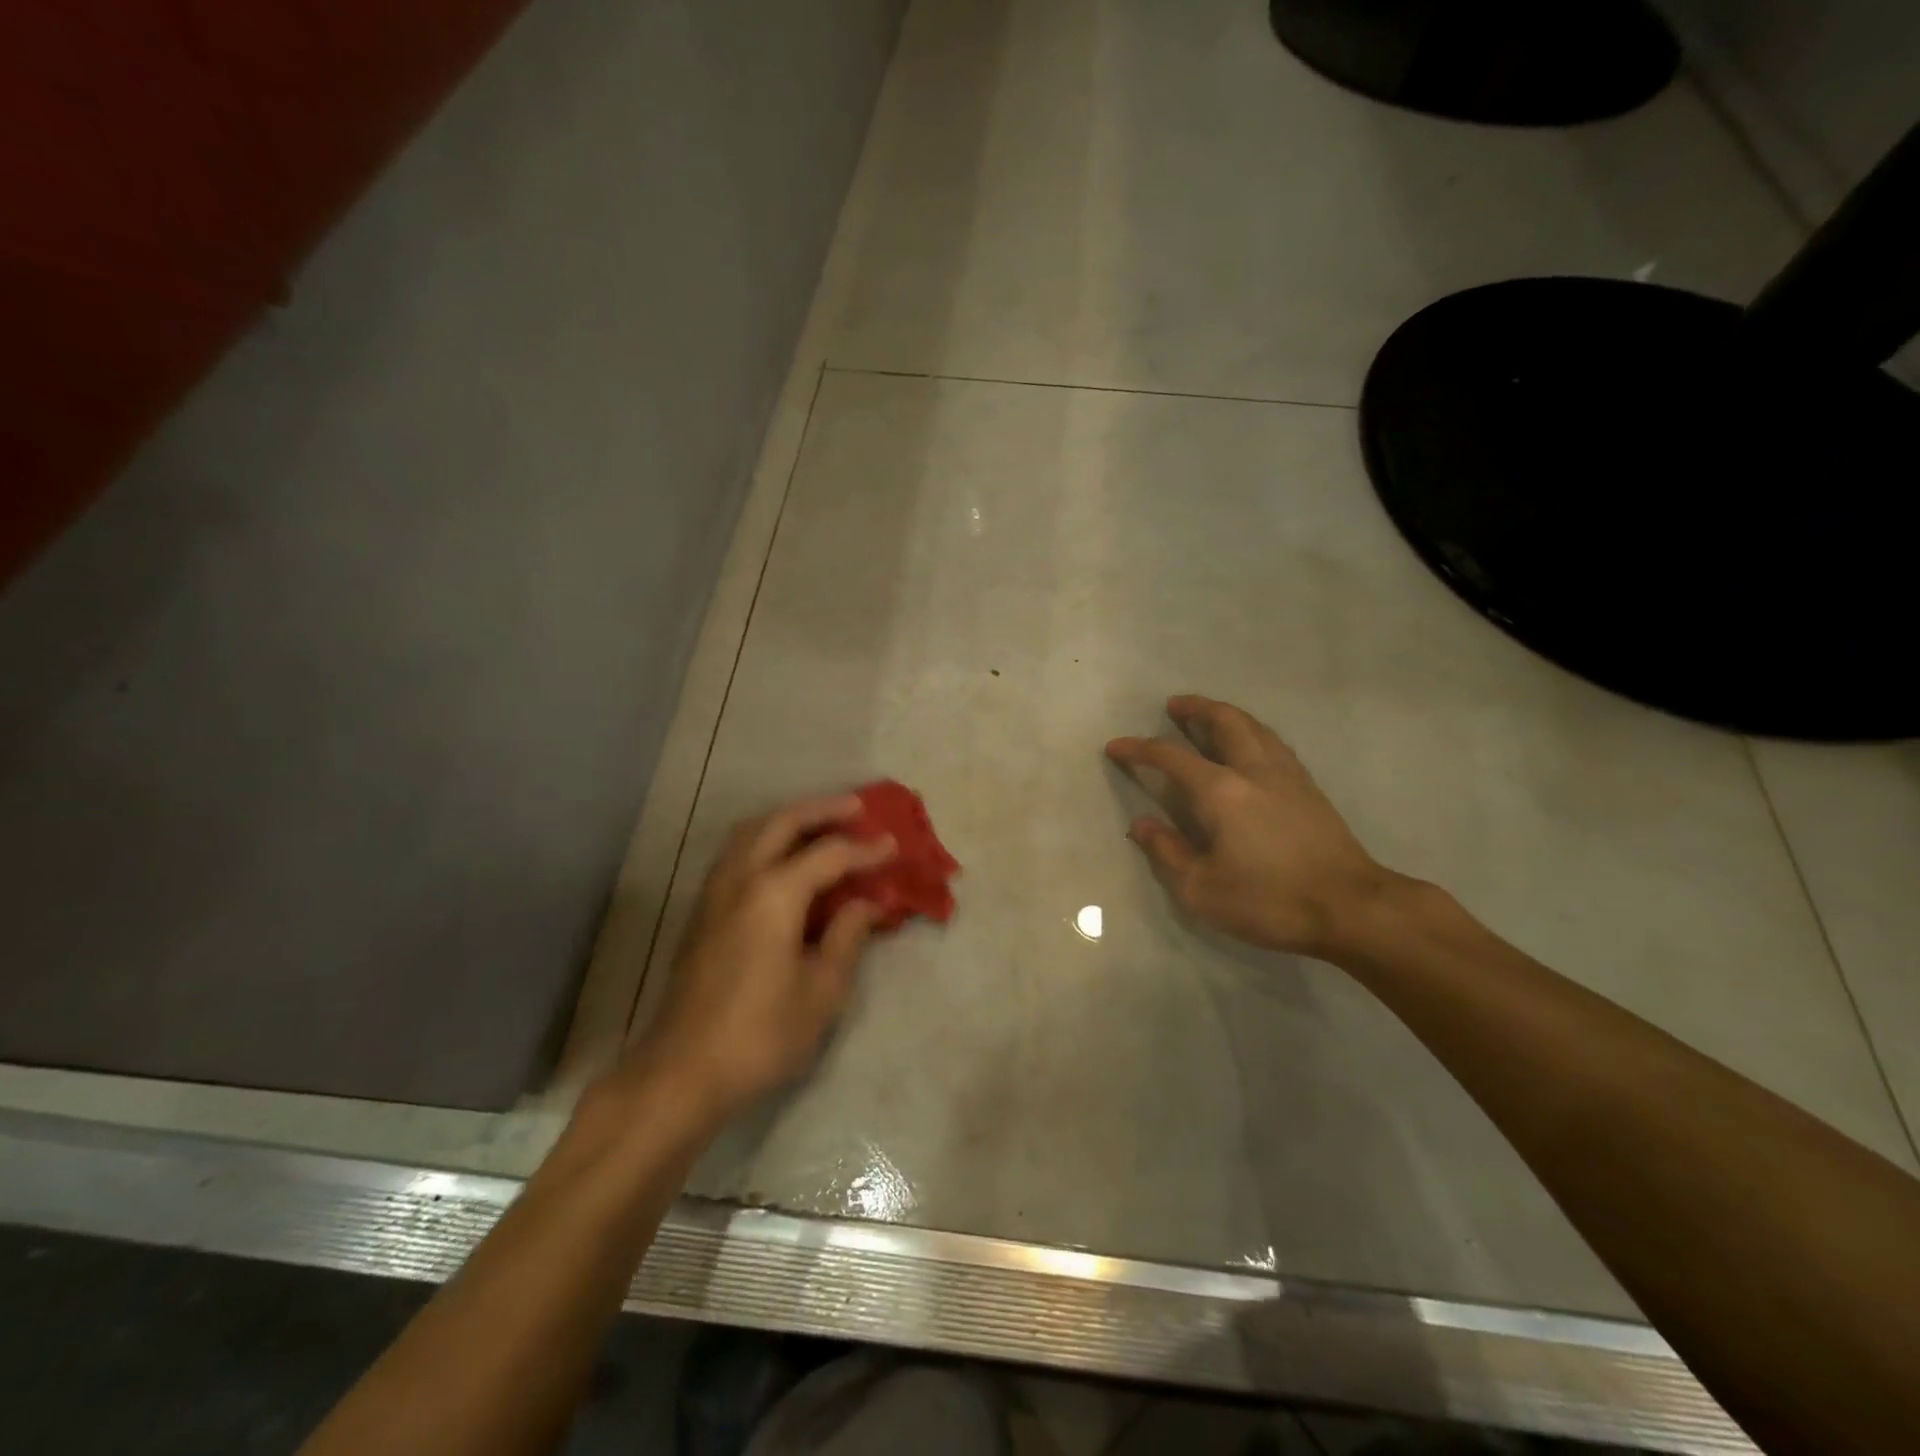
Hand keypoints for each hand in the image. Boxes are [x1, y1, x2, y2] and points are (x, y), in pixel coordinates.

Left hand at [625, 795, 893, 1120]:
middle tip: (857, 807)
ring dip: (788, 819)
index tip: (893, 845)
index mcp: (775, 894)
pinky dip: (765, 839)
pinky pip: (736, 853)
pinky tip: (782, 859)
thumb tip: (868, 903)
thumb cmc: (761, 1034)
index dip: (865, 850)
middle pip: (782, 823)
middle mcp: (741, 879)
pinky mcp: (702, 910)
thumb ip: (847, 936)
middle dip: (822, 809)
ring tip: (820, 824)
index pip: (829, 855)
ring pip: (751, 831)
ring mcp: (715, 892)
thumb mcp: (821, 990)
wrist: (682, 1071)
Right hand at [1107, 695, 1404, 959]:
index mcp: (1221, 791)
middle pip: (1224, 722)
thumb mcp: (1202, 889)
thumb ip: (1167, 852)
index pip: (1171, 757)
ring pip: (1255, 728)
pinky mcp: (1310, 788)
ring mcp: (1287, 776)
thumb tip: (1141, 824)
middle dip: (1196, 709)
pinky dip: (1252, 733)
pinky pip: (1274, 743)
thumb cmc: (1269, 900)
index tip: (1116, 746)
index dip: (1139, 749)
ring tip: (1211, 717)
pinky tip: (1251, 747)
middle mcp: (1254, 770)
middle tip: (1175, 705)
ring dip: (1227, 715)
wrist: (1351, 907)